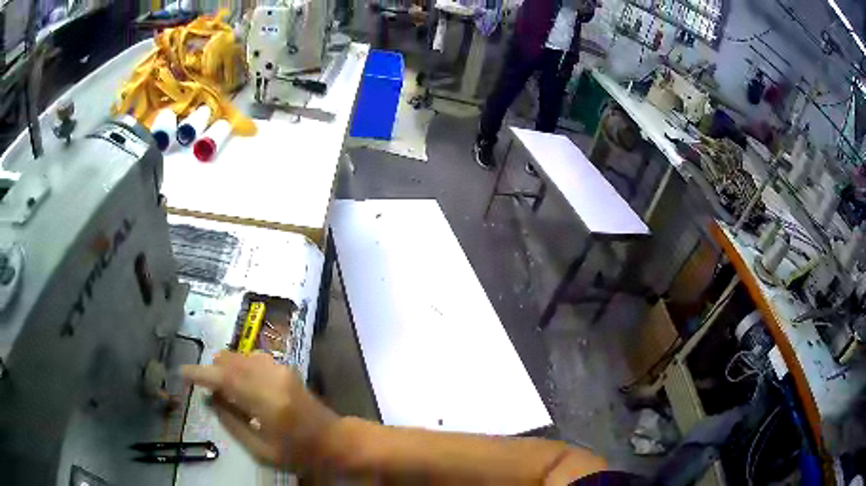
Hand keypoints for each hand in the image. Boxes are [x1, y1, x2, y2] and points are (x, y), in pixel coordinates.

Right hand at [182, 351, 338, 470]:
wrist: (336, 440)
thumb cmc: (299, 453)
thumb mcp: (261, 450)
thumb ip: (232, 423)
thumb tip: (210, 399)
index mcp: (267, 402)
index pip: (225, 379)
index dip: (201, 373)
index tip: (183, 373)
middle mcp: (272, 378)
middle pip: (230, 360)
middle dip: (212, 369)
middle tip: (204, 387)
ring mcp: (281, 369)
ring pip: (241, 356)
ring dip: (225, 367)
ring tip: (222, 388)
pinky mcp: (286, 368)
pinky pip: (253, 358)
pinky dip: (239, 365)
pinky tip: (239, 383)